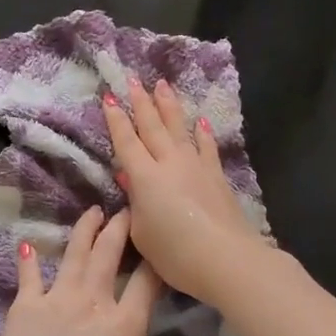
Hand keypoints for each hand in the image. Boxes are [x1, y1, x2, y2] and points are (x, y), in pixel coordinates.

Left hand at [0, 207, 196, 335]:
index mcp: (124, 326)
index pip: (146, 282)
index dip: (155, 259)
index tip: (160, 240)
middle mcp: (93, 302)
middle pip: (109, 255)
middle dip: (120, 228)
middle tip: (125, 208)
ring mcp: (56, 299)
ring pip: (74, 254)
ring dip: (85, 230)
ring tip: (92, 211)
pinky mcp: (24, 307)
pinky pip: (29, 276)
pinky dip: (29, 259)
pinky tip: (27, 243)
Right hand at [102, 77, 269, 304]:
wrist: (225, 258)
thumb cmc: (175, 253)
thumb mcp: (142, 233)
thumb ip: (134, 203)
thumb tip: (130, 177)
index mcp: (145, 177)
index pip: (126, 141)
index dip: (116, 120)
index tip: (110, 97)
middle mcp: (169, 163)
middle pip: (152, 126)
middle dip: (141, 101)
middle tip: (133, 78)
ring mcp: (196, 166)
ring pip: (179, 128)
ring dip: (169, 106)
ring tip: (162, 85)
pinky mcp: (216, 175)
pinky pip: (207, 146)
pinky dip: (202, 133)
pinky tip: (201, 121)